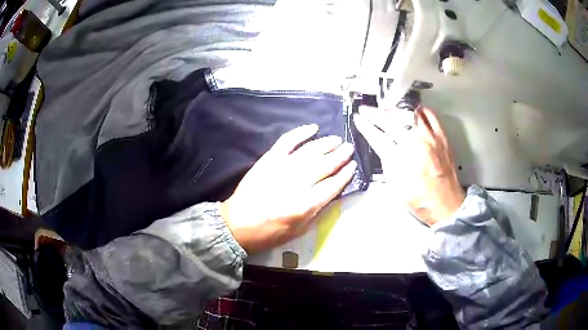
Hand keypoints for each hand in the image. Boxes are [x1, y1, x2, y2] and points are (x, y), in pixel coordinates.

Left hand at [221, 124, 356, 252]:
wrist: (237, 224)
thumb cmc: (269, 232)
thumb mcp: (298, 230)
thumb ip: (317, 211)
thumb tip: (333, 193)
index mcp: (304, 205)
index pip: (332, 185)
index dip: (345, 174)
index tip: (353, 166)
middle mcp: (296, 183)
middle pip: (324, 165)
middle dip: (340, 156)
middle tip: (349, 148)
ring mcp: (281, 168)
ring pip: (310, 151)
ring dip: (326, 144)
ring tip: (337, 140)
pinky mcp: (268, 159)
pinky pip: (287, 141)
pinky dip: (300, 132)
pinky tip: (313, 128)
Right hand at [354, 107, 463, 225]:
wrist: (446, 204)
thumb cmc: (420, 200)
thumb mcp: (395, 185)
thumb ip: (387, 162)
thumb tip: (382, 146)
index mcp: (402, 158)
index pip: (378, 136)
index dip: (365, 126)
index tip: (358, 119)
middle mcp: (416, 142)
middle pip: (391, 120)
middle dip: (374, 113)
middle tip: (366, 109)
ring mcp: (430, 137)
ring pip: (409, 113)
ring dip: (394, 110)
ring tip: (387, 109)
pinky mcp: (442, 137)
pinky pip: (430, 115)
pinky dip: (419, 111)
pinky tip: (413, 111)